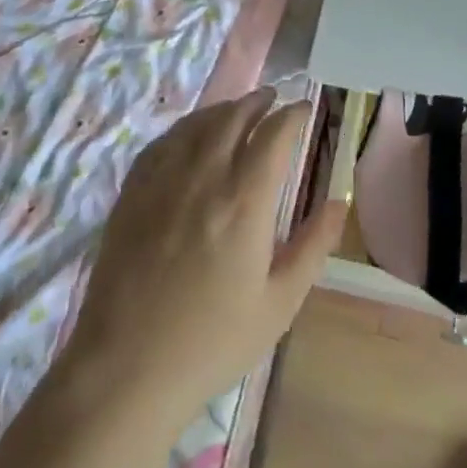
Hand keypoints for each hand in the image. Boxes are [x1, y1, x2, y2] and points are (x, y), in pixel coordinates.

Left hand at [60, 88, 345, 425]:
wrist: (125, 368)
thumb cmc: (212, 342)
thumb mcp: (279, 303)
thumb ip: (314, 245)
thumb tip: (341, 201)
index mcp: (245, 199)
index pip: (275, 133)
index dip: (294, 114)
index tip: (306, 109)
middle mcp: (205, 174)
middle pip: (235, 115)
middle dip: (259, 101)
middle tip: (274, 99)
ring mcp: (163, 178)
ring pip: (199, 122)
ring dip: (224, 109)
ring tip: (239, 110)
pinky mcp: (133, 189)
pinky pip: (165, 140)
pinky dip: (187, 127)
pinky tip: (192, 135)